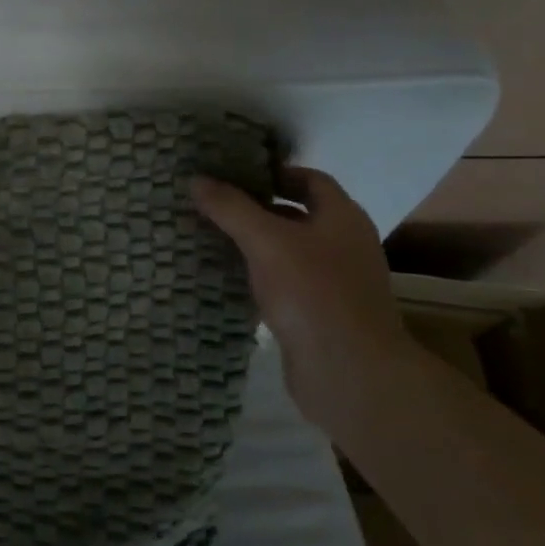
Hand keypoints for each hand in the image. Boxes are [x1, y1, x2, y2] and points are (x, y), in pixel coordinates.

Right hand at [191, 167, 413, 433]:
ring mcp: (334, 282)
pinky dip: (258, 276)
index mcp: (342, 218)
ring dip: (253, 244)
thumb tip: (196, 179)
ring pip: (288, 251)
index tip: (232, 174)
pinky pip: (284, 283)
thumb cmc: (312, 292)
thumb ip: (230, 208)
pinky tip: (226, 278)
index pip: (309, 179)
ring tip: (209, 237)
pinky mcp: (319, 313)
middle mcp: (343, 244)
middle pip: (297, 215)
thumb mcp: (265, 241)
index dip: (272, 173)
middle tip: (211, 205)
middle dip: (255, 208)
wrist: (348, 372)